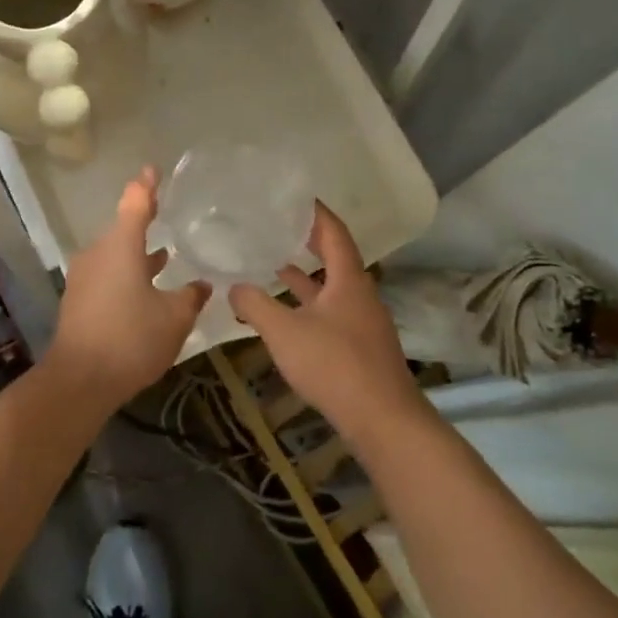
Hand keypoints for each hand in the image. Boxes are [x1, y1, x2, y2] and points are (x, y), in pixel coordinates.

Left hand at [47, 166, 208, 409]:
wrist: (79, 381)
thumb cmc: (130, 339)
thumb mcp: (174, 319)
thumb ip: (191, 297)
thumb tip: (202, 284)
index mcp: (121, 246)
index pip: (136, 202)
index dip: (147, 184)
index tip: (155, 169)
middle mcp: (99, 253)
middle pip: (124, 228)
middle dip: (146, 222)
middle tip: (169, 214)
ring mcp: (85, 276)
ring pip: (116, 254)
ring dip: (138, 253)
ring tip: (165, 254)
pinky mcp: (79, 299)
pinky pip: (108, 274)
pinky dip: (127, 273)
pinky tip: (146, 290)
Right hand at [227, 204, 430, 444]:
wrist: (383, 419)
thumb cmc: (334, 364)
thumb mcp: (285, 332)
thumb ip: (256, 306)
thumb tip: (234, 286)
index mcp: (349, 279)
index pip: (334, 231)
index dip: (316, 212)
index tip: (295, 198)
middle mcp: (360, 294)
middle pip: (335, 257)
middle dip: (309, 241)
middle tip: (280, 226)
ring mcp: (363, 322)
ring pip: (332, 288)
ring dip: (306, 277)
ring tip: (274, 265)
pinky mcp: (361, 347)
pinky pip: (332, 312)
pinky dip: (309, 305)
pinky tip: (288, 316)